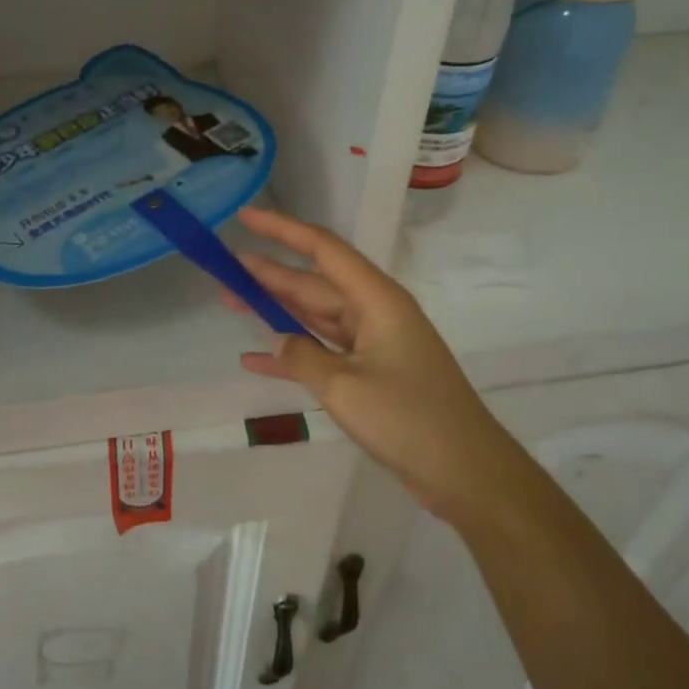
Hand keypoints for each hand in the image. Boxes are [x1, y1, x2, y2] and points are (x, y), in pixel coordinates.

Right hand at [230, 206, 510, 525]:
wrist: (465, 471)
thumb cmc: (408, 419)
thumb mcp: (344, 386)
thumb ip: (302, 356)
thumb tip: (277, 340)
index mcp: (376, 299)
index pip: (323, 249)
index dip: (282, 230)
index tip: (245, 217)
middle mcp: (375, 312)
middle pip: (314, 283)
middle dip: (269, 274)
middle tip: (224, 268)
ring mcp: (374, 344)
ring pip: (315, 316)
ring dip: (276, 310)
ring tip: (231, 299)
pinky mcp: (372, 373)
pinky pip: (324, 352)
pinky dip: (293, 354)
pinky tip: (254, 359)